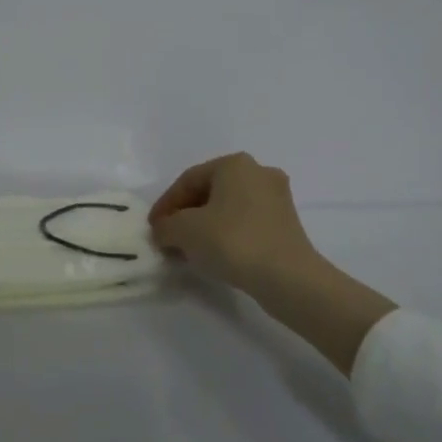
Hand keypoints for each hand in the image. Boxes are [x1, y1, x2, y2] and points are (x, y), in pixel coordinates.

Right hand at [148, 153, 326, 295]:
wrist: (288, 278)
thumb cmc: (232, 241)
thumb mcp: (184, 231)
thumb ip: (166, 226)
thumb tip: (164, 230)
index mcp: (234, 164)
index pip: (188, 180)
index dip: (166, 204)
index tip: (153, 228)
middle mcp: (258, 172)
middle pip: (210, 192)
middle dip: (186, 215)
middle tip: (169, 237)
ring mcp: (277, 198)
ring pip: (228, 208)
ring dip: (206, 226)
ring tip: (189, 249)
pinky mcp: (287, 224)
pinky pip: (246, 223)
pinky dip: (227, 234)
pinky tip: (216, 254)